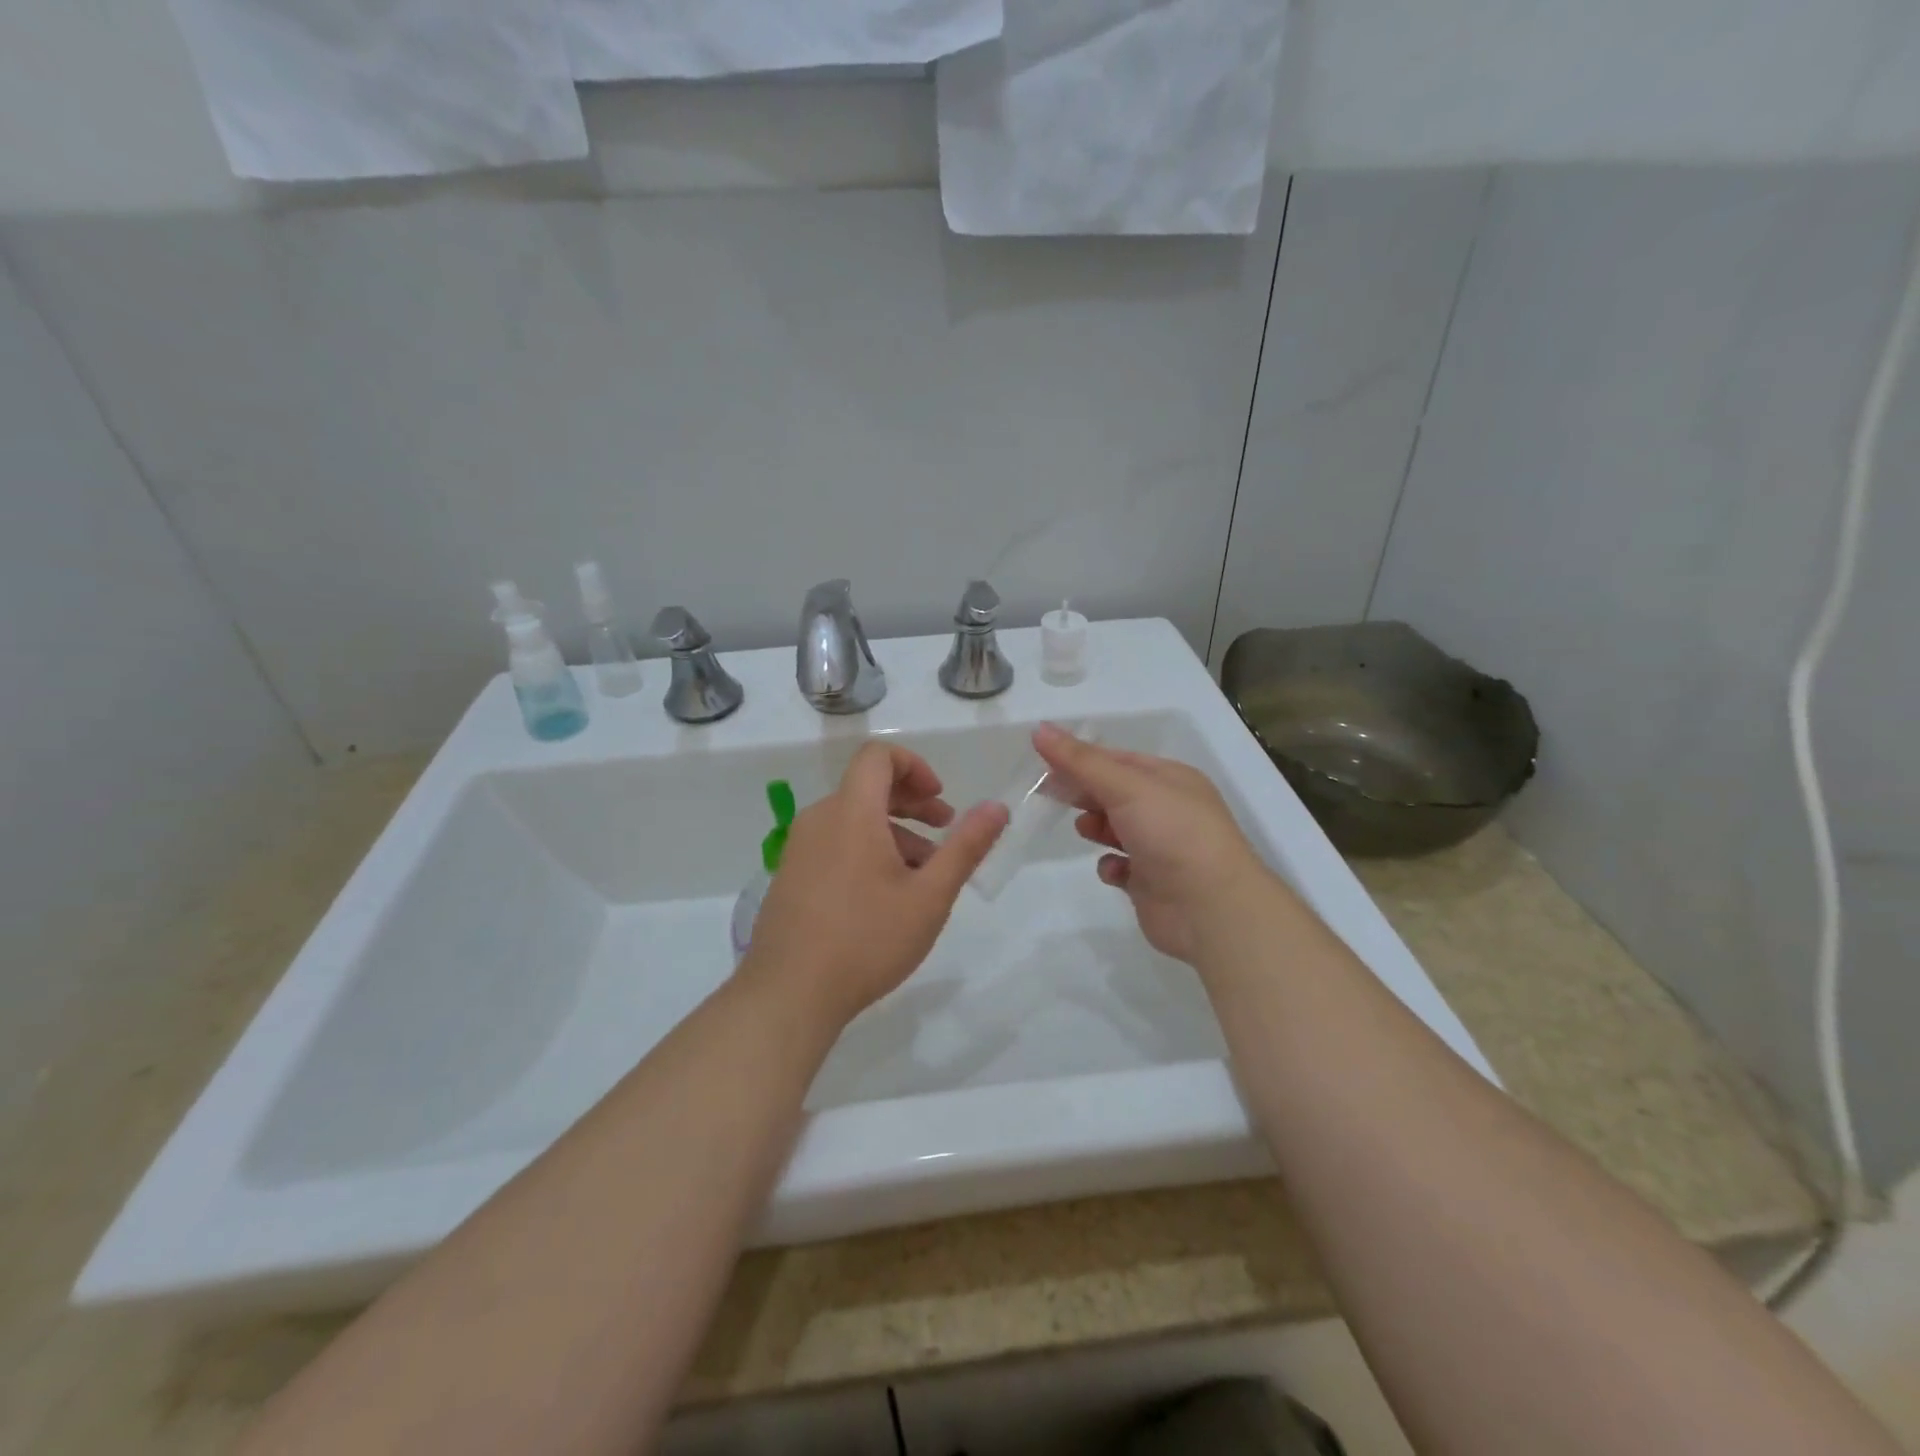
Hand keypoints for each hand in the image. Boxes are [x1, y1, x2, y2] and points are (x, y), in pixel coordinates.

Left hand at [741, 741, 1007, 1024]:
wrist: (789, 994)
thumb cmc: (867, 939)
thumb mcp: (930, 895)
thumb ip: (966, 846)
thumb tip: (997, 807)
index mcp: (851, 811)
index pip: (878, 756)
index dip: (914, 766)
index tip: (940, 799)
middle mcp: (820, 818)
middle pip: (868, 787)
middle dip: (912, 802)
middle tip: (945, 831)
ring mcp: (799, 848)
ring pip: (853, 819)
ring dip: (893, 832)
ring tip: (922, 875)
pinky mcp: (790, 875)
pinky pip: (834, 843)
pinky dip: (866, 850)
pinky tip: (885, 897)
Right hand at [1033, 724, 1271, 964]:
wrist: (1210, 908)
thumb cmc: (1171, 833)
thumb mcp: (1125, 786)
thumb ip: (1080, 761)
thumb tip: (1039, 729)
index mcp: (1171, 779)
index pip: (1118, 760)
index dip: (1081, 759)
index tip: (1044, 763)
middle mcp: (1168, 810)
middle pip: (1114, 793)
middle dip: (1084, 792)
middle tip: (1047, 794)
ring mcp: (1161, 848)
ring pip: (1116, 829)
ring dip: (1096, 827)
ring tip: (1084, 830)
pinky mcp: (1152, 882)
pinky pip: (1121, 867)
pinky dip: (1111, 866)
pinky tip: (1112, 869)